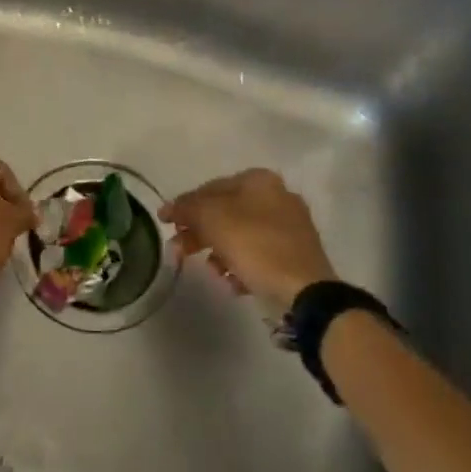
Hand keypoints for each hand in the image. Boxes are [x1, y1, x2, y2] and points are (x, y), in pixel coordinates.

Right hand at [160, 168, 337, 309]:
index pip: (209, 188)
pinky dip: (241, 266)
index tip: (165, 223)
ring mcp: (290, 226)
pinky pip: (258, 255)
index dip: (184, 205)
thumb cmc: (254, 246)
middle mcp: (277, 196)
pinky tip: (234, 282)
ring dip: (219, 252)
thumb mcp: (211, 219)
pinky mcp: (296, 255)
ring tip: (212, 272)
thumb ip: (186, 208)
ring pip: (240, 235)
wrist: (305, 290)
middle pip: (225, 212)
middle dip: (199, 232)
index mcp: (258, 180)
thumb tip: (168, 208)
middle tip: (180, 250)